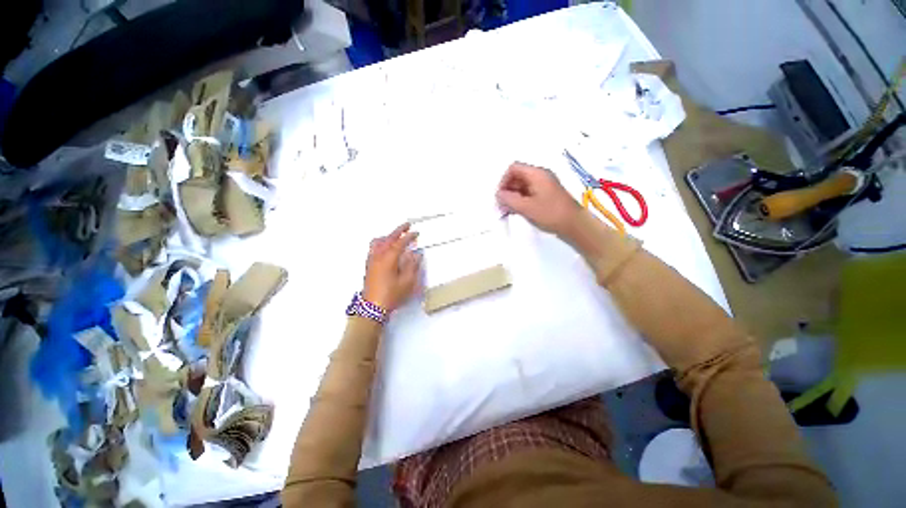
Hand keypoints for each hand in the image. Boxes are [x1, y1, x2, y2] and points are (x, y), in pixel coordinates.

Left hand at [363, 223, 421, 310]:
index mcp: (389, 258)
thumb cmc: (391, 295)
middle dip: (398, 230)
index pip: (400, 243)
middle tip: (407, 225)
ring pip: (378, 242)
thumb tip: (416, 255)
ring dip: (388, 236)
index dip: (409, 237)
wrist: (373, 308)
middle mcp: (378, 256)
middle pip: (388, 238)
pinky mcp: (369, 266)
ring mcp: (371, 260)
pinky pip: (374, 248)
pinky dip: (381, 243)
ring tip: (395, 236)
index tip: (416, 233)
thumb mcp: (407, 282)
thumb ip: (412, 266)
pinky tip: (385, 248)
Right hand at [496, 162, 581, 234]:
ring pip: (522, 186)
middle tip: (502, 205)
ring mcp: (544, 185)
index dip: (504, 180)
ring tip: (508, 210)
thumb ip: (509, 199)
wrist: (574, 224)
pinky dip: (520, 200)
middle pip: (517, 177)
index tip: (501, 195)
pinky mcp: (546, 195)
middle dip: (507, 189)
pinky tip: (517, 211)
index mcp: (536, 174)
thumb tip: (498, 194)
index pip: (514, 168)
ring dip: (513, 196)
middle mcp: (540, 176)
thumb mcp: (526, 207)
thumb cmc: (550, 213)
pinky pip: (529, 193)